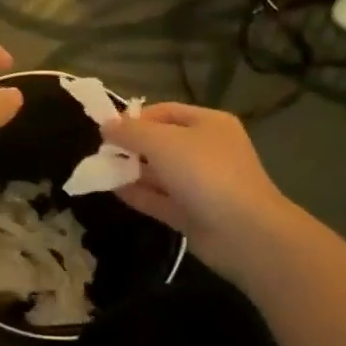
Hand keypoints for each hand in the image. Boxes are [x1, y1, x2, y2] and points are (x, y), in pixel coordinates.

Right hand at [102, 103, 308, 287]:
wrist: (245, 233)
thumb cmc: (205, 172)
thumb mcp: (162, 142)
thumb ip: (130, 132)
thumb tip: (105, 126)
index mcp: (208, 124)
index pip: (164, 112)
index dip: (135, 117)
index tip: (108, 129)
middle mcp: (206, 151)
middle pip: (161, 142)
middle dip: (131, 146)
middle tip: (102, 152)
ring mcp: (201, 185)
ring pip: (160, 173)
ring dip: (132, 171)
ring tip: (100, 170)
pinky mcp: (193, 214)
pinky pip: (160, 199)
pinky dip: (139, 194)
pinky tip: (113, 190)